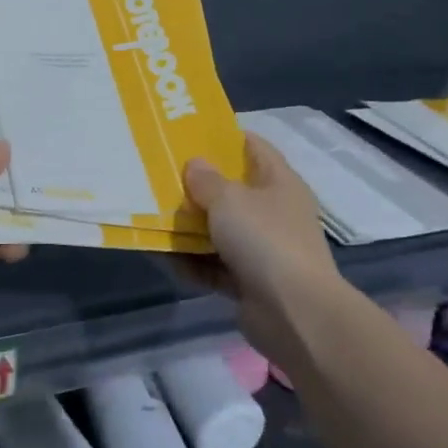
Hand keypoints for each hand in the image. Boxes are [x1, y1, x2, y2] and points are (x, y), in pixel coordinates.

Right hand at [180, 136, 347, 336]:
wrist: (294, 313)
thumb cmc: (265, 240)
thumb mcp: (229, 200)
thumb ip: (206, 180)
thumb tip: (195, 164)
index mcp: (280, 183)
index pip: (255, 147)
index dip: (225, 137)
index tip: (190, 134)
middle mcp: (274, 212)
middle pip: (232, 191)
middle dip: (198, 186)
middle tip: (161, 176)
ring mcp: (263, 249)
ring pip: (220, 230)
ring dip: (190, 228)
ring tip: (153, 217)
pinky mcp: (249, 282)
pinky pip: (214, 265)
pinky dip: (192, 263)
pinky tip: (163, 257)